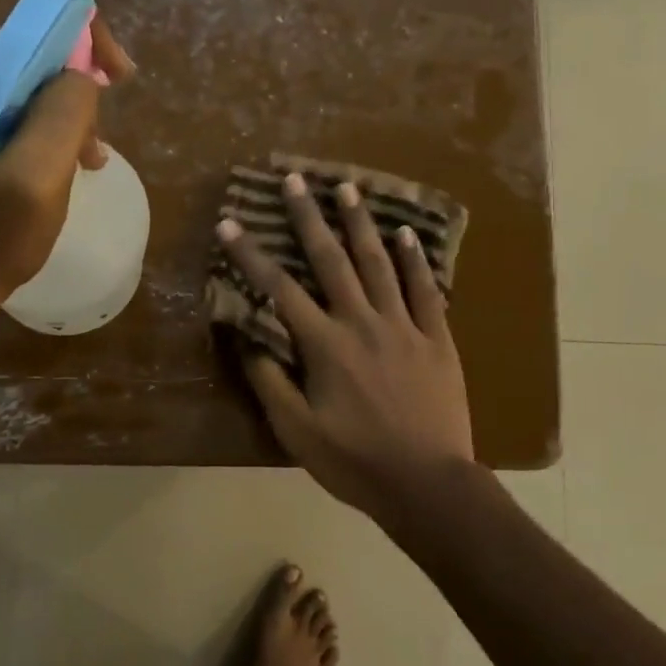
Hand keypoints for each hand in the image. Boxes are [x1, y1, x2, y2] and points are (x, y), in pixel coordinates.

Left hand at [0, 16, 134, 299]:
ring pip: (34, 68)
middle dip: (80, 66)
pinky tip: (77, 159)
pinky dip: (58, 120)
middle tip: (115, 102)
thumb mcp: (35, 176)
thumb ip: (63, 112)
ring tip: (93, 153)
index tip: (116, 72)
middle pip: (31, 32)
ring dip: (74, 101)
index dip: (80, 25)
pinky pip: (25, 99)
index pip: (26, 6)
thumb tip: (83, 76)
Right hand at [216, 173, 473, 521]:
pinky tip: (406, 234)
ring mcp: (404, 326)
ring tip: (347, 188)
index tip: (229, 223)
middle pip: (331, 260)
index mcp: (325, 345)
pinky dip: (414, 260)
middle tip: (295, 180)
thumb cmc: (355, 461)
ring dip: (361, 224)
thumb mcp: (297, 431)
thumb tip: (246, 337)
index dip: (250, 255)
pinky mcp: (437, 338)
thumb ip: (270, 381)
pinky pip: (426, 290)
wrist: (427, 484)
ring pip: (379, 263)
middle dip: (308, 218)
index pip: (279, 289)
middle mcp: (362, 322)